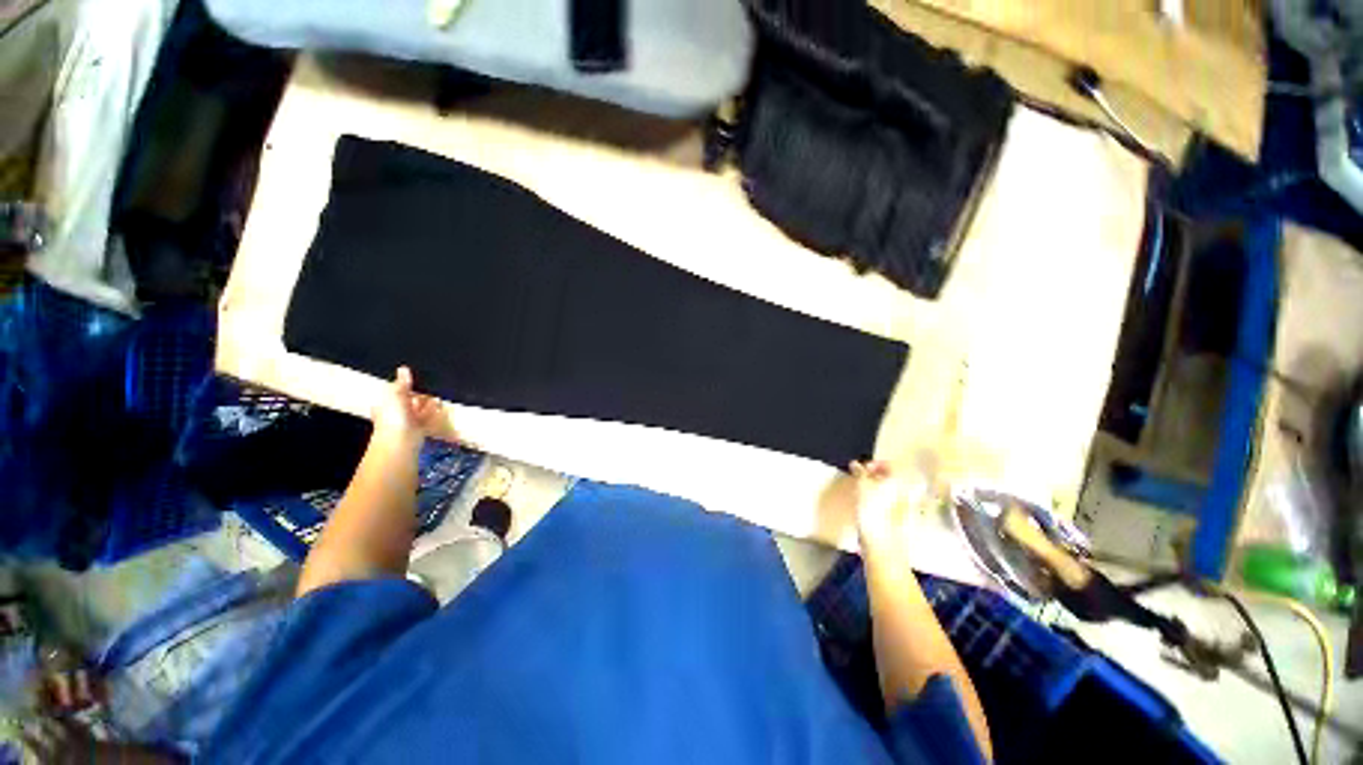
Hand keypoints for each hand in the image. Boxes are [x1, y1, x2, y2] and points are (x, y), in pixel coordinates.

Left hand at [372, 366, 455, 446]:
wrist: (401, 440)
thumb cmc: (393, 416)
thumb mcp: (396, 394)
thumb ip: (402, 382)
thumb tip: (403, 368)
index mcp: (385, 402)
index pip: (395, 390)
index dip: (404, 384)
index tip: (415, 377)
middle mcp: (396, 411)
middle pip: (408, 399)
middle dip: (418, 393)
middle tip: (429, 384)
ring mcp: (409, 419)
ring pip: (419, 407)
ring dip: (427, 401)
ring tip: (437, 393)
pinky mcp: (420, 426)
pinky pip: (428, 416)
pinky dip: (434, 410)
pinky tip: (440, 404)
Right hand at [850, 459, 934, 556]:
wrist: (883, 546)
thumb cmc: (873, 512)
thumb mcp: (862, 486)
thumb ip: (860, 472)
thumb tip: (855, 463)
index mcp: (904, 481)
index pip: (891, 465)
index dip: (874, 464)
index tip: (861, 469)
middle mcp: (910, 493)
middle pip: (893, 479)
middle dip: (875, 477)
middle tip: (860, 479)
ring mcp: (908, 509)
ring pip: (892, 492)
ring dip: (877, 489)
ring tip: (862, 493)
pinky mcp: (903, 521)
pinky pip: (892, 504)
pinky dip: (881, 501)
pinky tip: (869, 507)